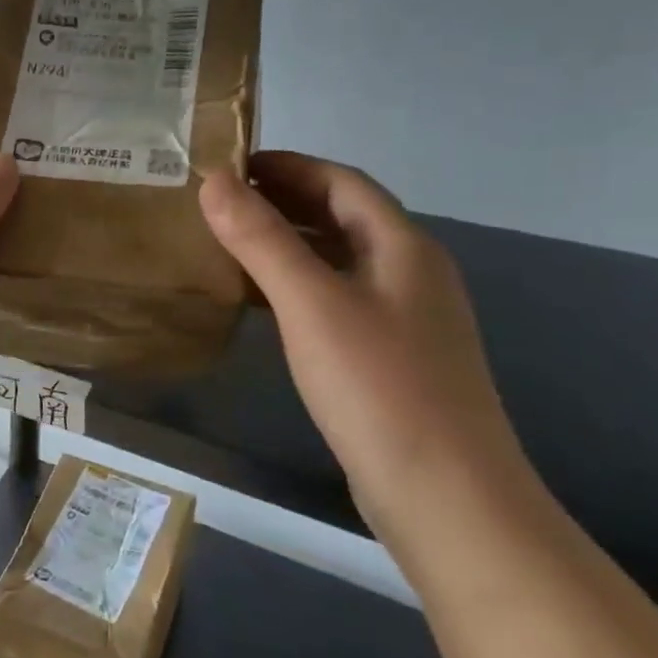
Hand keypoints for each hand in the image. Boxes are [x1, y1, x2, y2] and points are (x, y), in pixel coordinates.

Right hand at [199, 152, 526, 532]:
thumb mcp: (311, 303)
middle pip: (341, 217)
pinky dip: (293, 286)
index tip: (228, 164)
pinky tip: (259, 302)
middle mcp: (409, 273)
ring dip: (285, 243)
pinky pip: (333, 300)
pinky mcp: (387, 357)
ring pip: (336, 260)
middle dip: (282, 201)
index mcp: (402, 246)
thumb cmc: (377, 385)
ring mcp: (402, 318)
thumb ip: (261, 239)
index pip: (341, 182)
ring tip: (225, 243)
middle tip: (216, 202)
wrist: (443, 493)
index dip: (287, 166)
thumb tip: (213, 181)